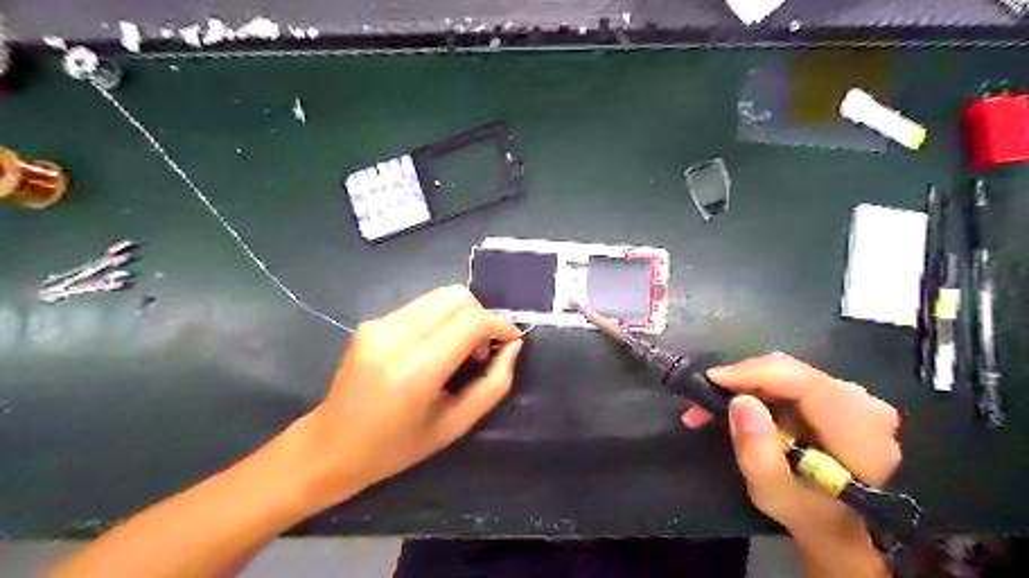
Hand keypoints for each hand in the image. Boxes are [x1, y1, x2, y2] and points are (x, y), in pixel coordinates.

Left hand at [298, 284, 522, 505]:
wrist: (331, 446)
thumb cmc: (397, 448)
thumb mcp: (455, 425)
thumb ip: (493, 384)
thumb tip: (513, 346)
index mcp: (415, 370)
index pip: (471, 321)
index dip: (499, 325)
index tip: (510, 341)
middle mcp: (395, 337)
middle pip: (456, 297)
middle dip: (481, 316)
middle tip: (482, 350)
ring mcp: (378, 325)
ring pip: (439, 295)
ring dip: (462, 316)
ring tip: (460, 350)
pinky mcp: (371, 322)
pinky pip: (421, 306)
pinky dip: (440, 319)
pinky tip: (435, 347)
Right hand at [680, 352, 902, 541]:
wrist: (835, 523)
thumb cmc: (806, 513)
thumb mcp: (774, 493)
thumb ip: (758, 452)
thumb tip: (740, 401)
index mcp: (858, 428)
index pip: (801, 381)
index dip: (752, 373)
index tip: (709, 380)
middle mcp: (863, 402)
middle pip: (790, 372)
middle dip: (740, 381)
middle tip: (701, 400)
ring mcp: (852, 395)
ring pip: (784, 372)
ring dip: (743, 386)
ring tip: (709, 407)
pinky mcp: (835, 394)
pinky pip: (787, 379)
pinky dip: (756, 389)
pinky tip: (735, 405)